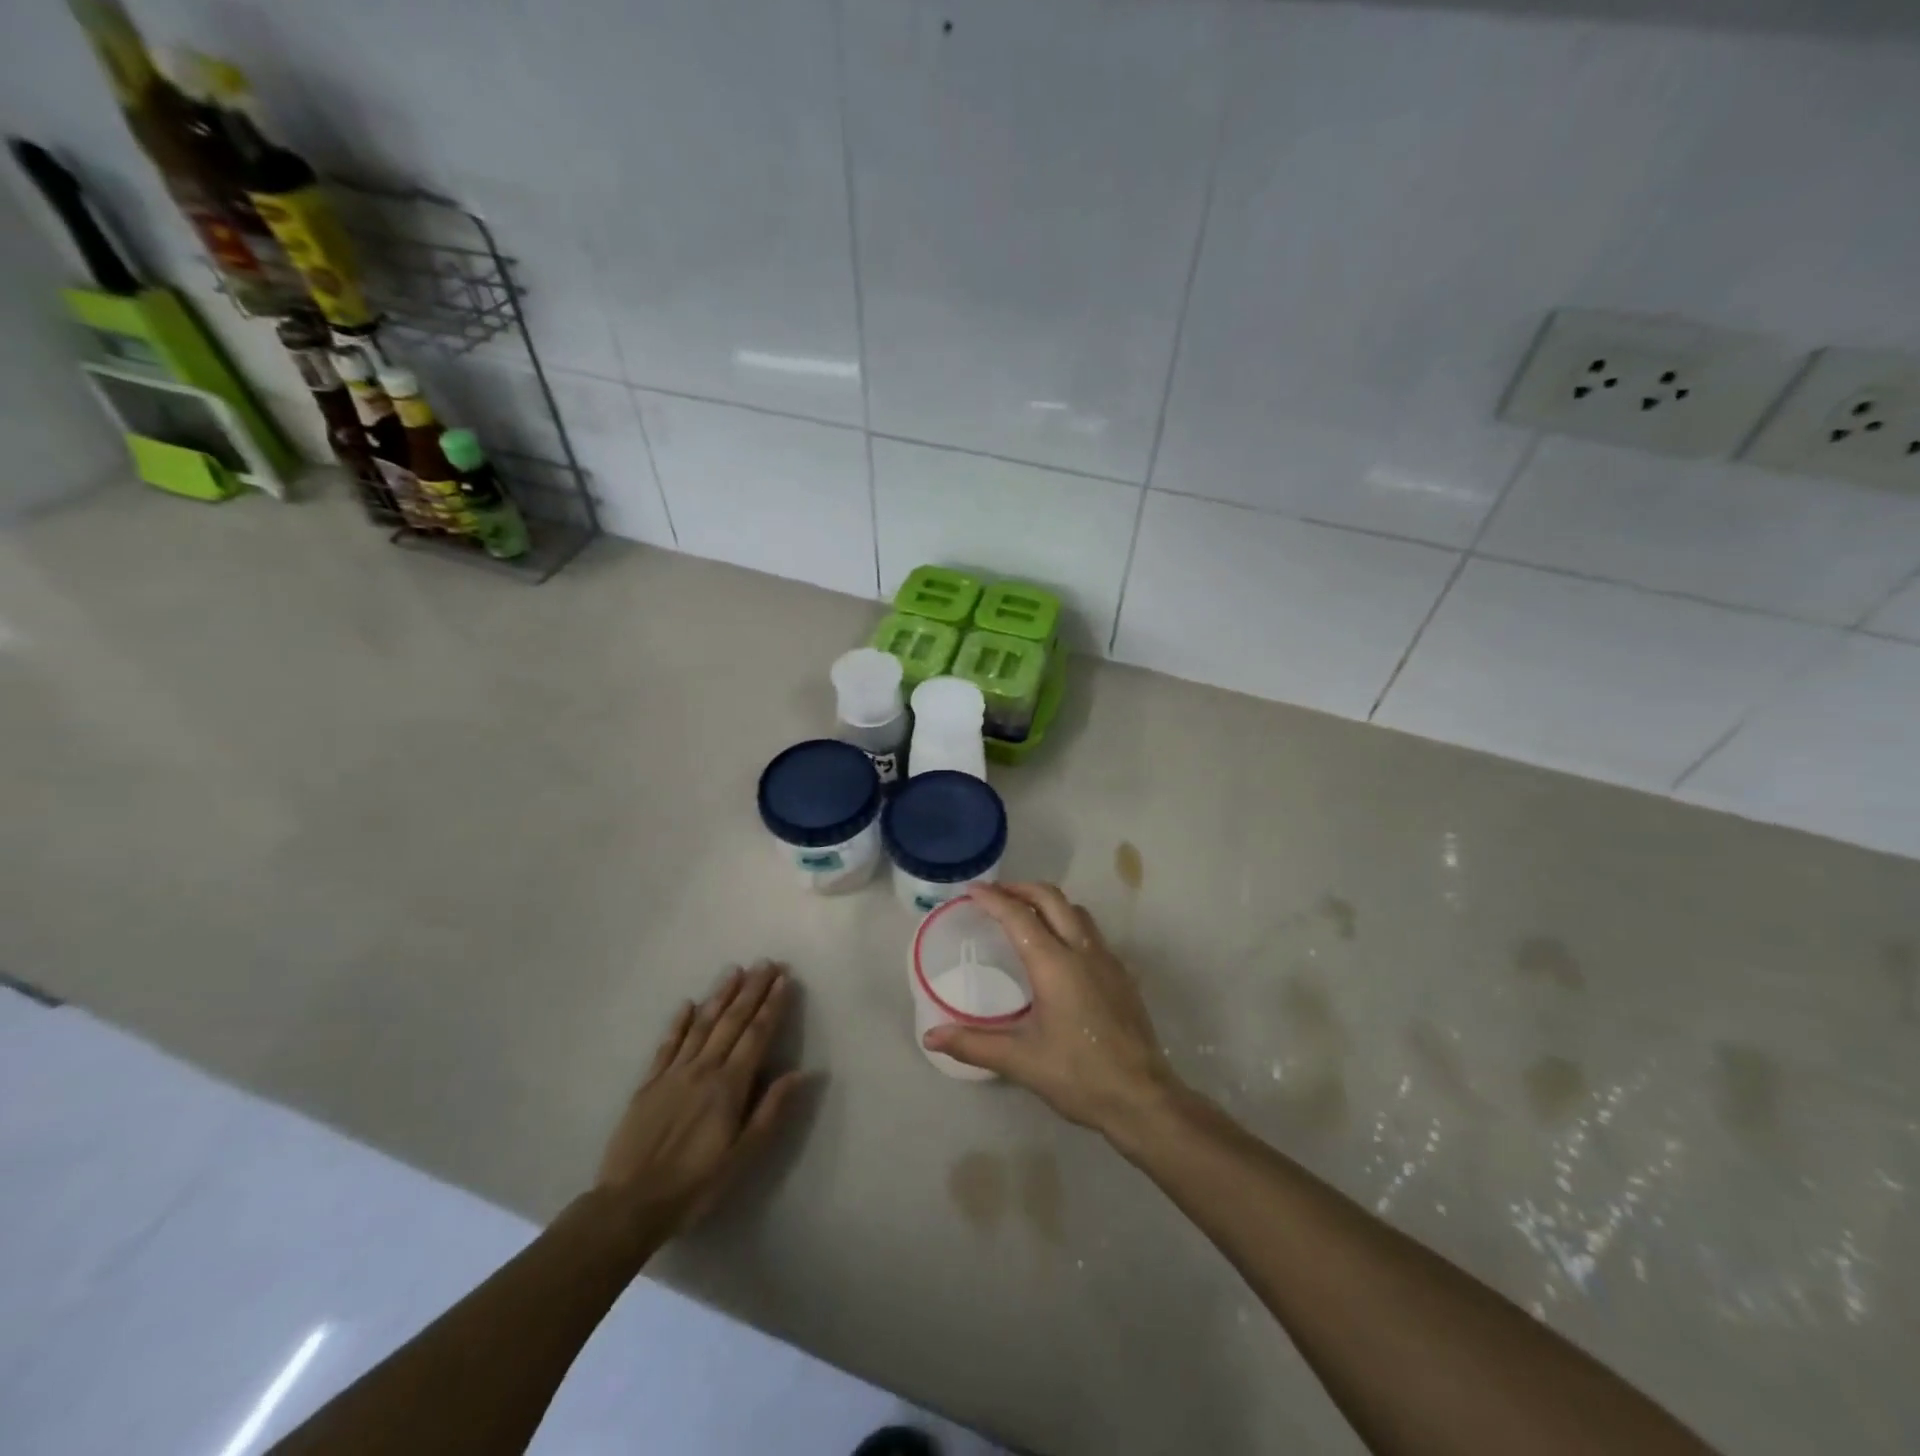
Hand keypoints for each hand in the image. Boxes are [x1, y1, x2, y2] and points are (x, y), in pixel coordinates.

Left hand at [597, 962, 806, 1230]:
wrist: (629, 1205)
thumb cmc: (694, 1185)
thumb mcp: (742, 1157)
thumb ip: (770, 1111)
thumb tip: (800, 1073)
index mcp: (729, 1086)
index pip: (756, 1035)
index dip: (772, 1005)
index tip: (784, 979)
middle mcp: (703, 1070)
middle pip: (732, 1022)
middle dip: (751, 990)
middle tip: (766, 963)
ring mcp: (673, 1074)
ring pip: (701, 1025)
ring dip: (719, 996)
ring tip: (734, 971)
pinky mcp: (648, 1084)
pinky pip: (667, 1045)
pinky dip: (679, 1022)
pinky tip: (687, 1004)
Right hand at [922, 883, 1180, 1137]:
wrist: (1142, 1098)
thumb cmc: (1078, 1076)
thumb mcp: (1021, 1061)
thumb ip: (974, 1044)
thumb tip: (930, 1036)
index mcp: (1055, 965)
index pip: (1019, 917)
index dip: (993, 899)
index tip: (972, 890)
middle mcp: (1083, 951)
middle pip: (1052, 899)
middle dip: (1021, 889)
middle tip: (995, 894)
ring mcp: (1107, 960)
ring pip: (1076, 911)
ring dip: (1048, 902)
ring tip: (1025, 913)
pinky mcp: (1122, 975)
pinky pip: (1091, 932)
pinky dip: (1068, 922)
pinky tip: (1058, 948)